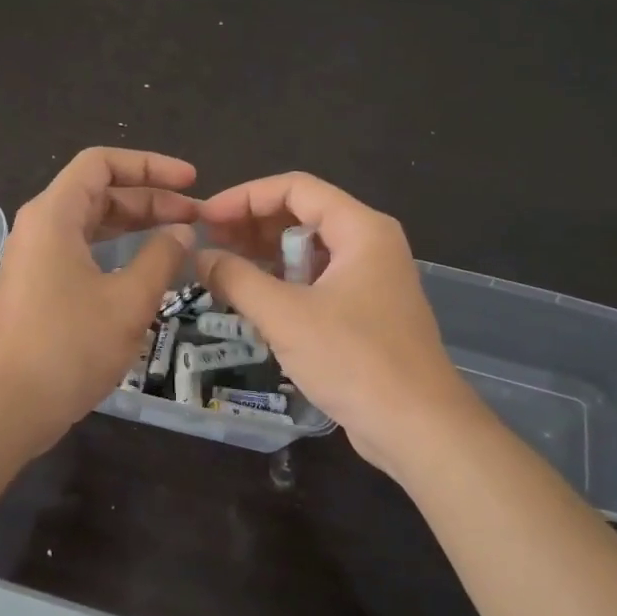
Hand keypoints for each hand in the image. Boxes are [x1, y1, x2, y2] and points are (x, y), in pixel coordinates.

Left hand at [0, 148, 197, 452]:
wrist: (9, 406)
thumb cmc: (70, 347)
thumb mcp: (129, 300)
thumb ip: (162, 257)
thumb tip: (182, 231)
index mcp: (54, 215)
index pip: (102, 163)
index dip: (151, 166)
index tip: (191, 182)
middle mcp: (40, 227)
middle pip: (99, 193)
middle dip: (150, 200)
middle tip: (195, 217)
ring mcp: (34, 259)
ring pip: (91, 225)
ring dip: (135, 226)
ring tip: (178, 239)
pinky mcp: (36, 287)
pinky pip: (81, 252)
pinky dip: (115, 252)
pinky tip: (145, 270)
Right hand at [196, 172, 476, 474]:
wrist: (418, 427)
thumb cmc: (354, 360)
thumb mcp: (286, 316)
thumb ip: (237, 279)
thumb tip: (199, 257)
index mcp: (361, 229)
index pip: (295, 188)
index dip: (245, 197)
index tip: (205, 218)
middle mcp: (370, 245)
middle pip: (303, 215)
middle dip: (252, 224)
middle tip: (208, 243)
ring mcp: (371, 280)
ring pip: (309, 251)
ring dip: (265, 255)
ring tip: (221, 268)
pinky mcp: (366, 313)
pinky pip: (318, 282)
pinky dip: (284, 283)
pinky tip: (252, 298)